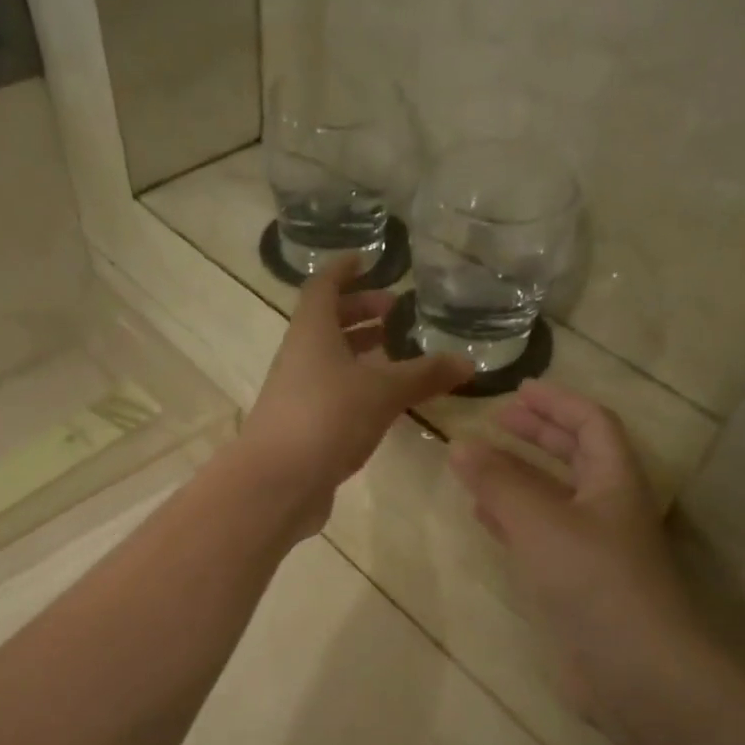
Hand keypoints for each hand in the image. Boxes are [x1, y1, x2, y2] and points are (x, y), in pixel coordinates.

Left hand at [238, 255, 473, 528]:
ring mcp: (296, 394)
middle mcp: (299, 357)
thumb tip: (467, 362)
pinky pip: (331, 395)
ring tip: (396, 355)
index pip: (323, 286)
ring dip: (359, 353)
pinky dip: (356, 388)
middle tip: (395, 313)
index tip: (369, 260)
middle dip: (360, 312)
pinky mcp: (301, 428)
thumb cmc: (327, 419)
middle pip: (326, 323)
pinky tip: (382, 403)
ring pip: (329, 362)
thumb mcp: (383, 392)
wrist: (277, 483)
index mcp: (311, 332)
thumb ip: (424, 375)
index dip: (344, 270)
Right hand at [449, 381, 702, 713]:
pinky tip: (486, 519)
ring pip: (553, 498)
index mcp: (614, 481)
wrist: (632, 669)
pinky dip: (513, 519)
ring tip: (480, 465)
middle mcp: (608, 509)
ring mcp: (592, 549)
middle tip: (496, 422)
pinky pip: (540, 536)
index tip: (517, 391)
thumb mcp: (540, 521)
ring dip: (520, 477)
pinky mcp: (574, 584)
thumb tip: (459, 444)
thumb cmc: (592, 580)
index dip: (557, 403)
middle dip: (538, 435)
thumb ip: (498, 482)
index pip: (591, 424)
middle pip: (575, 457)